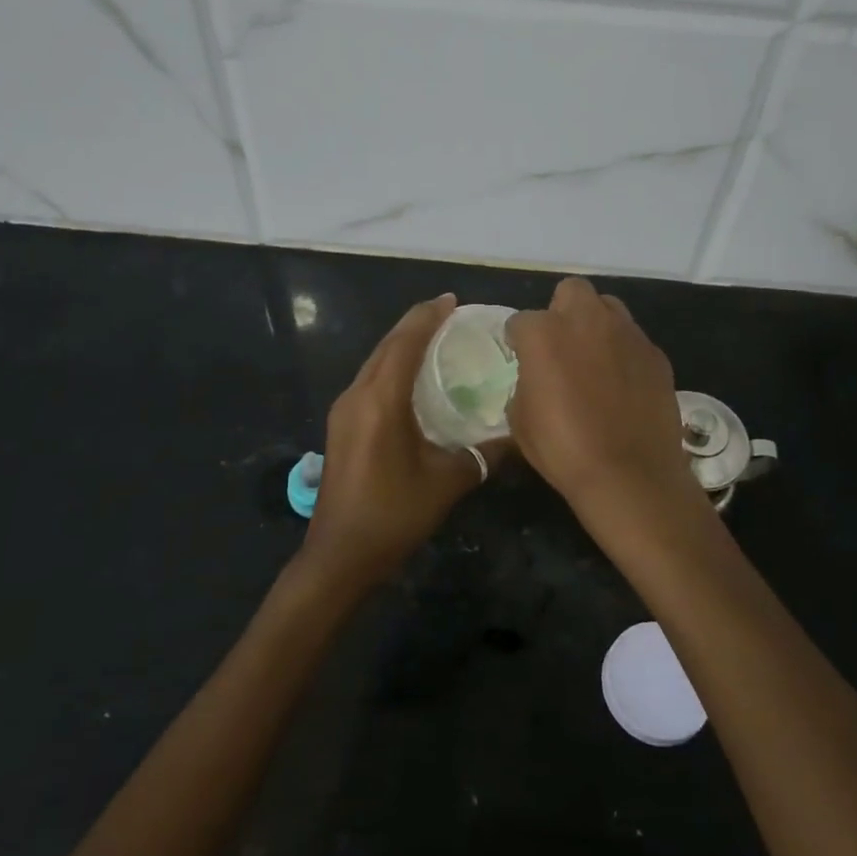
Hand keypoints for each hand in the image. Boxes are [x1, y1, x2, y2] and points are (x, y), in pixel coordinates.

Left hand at [304, 293, 506, 592]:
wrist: (340, 555)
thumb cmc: (394, 514)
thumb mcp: (447, 482)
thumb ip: (483, 454)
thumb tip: (516, 435)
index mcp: (381, 400)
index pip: (405, 342)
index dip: (428, 317)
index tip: (453, 300)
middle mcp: (357, 394)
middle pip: (387, 345)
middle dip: (416, 324)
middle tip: (450, 313)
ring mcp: (344, 409)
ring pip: (375, 361)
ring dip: (402, 344)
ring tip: (435, 337)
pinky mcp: (342, 425)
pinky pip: (370, 379)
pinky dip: (392, 366)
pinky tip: (413, 377)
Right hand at [505, 278, 698, 515]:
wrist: (630, 475)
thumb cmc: (563, 449)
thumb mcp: (520, 419)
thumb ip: (525, 383)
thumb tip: (536, 378)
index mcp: (544, 333)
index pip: (520, 321)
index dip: (519, 341)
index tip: (521, 360)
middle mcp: (586, 320)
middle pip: (571, 291)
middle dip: (562, 311)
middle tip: (561, 345)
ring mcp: (626, 333)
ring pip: (608, 307)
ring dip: (596, 324)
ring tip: (594, 358)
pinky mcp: (655, 353)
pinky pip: (633, 340)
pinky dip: (624, 353)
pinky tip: (623, 384)